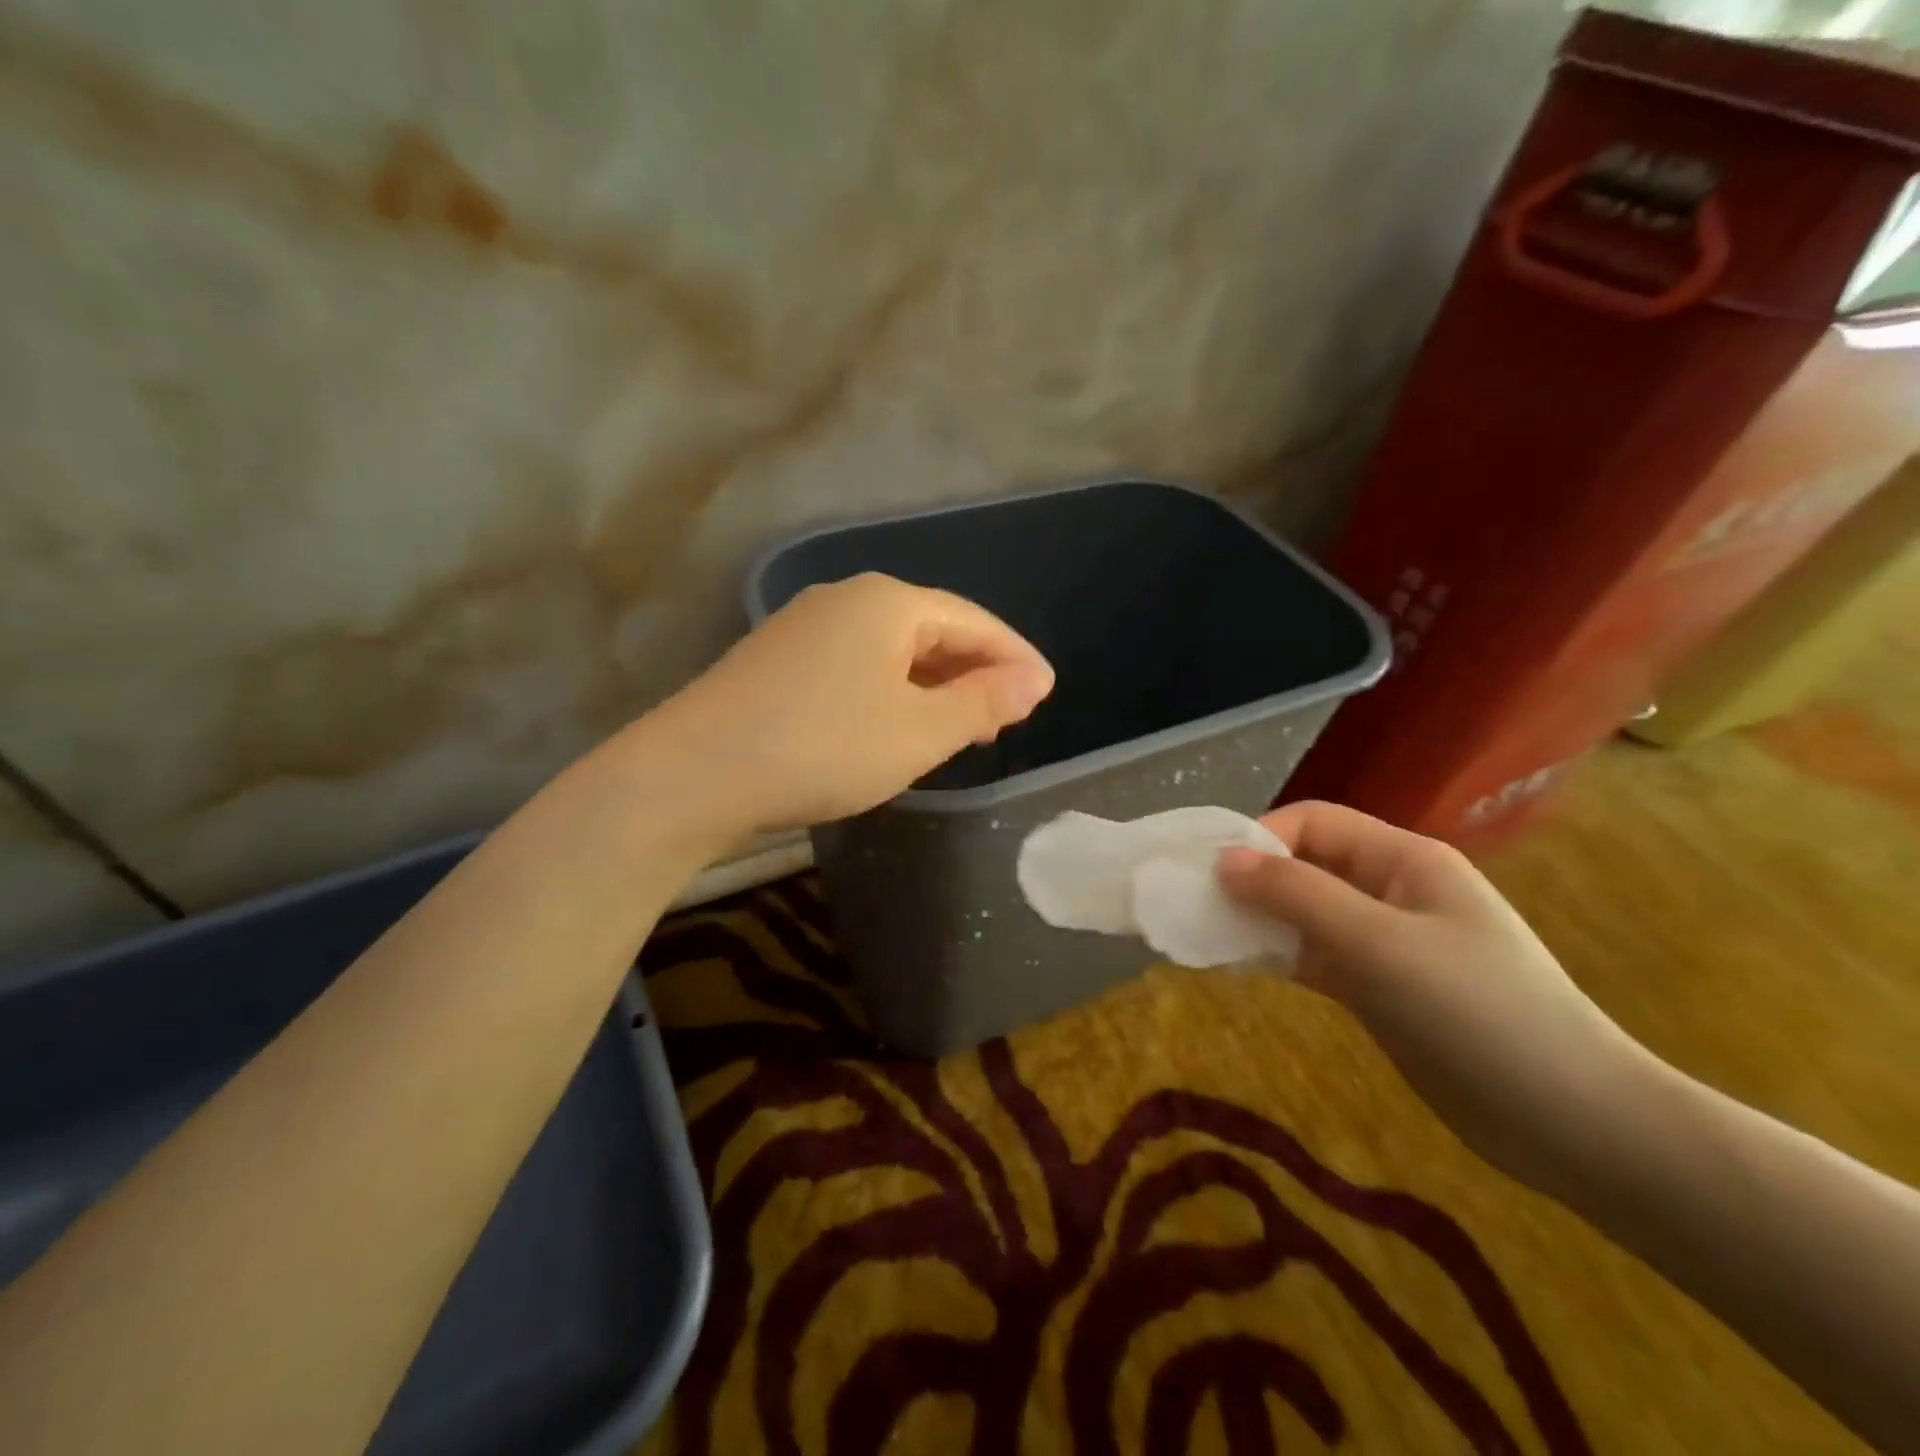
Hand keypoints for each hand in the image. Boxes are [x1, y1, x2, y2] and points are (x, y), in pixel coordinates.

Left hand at [655, 573, 1053, 836]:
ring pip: (891, 651)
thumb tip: (1033, 680)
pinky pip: (856, 668)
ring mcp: (804, 628)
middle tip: (1007, 715)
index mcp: (888, 603)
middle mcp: (845, 600)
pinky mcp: (777, 662)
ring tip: (961, 725)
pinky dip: (891, 693)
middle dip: (974, 671)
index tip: (1046, 692)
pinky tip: (895, 724)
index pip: (973, 621)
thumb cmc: (823, 746)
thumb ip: (981, 702)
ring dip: (933, 685)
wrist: (694, 774)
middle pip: (930, 630)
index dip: (1014, 657)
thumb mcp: (918, 731)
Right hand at [1217, 801, 1656, 1196]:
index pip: (1313, 822)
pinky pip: (1314, 956)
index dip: (1259, 839)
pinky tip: (1238, 968)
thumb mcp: (1380, 945)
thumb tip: (1223, 860)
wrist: (1576, 1125)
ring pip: (1304, 913)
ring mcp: (1386, 941)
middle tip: (1198, 909)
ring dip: (1258, 921)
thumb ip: (1298, 896)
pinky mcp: (1380, 988)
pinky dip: (1277, 957)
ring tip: (1207, 939)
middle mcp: (1391, 890)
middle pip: (1305, 865)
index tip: (1213, 877)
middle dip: (1251, 880)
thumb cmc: (1479, 1014)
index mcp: (1403, 859)